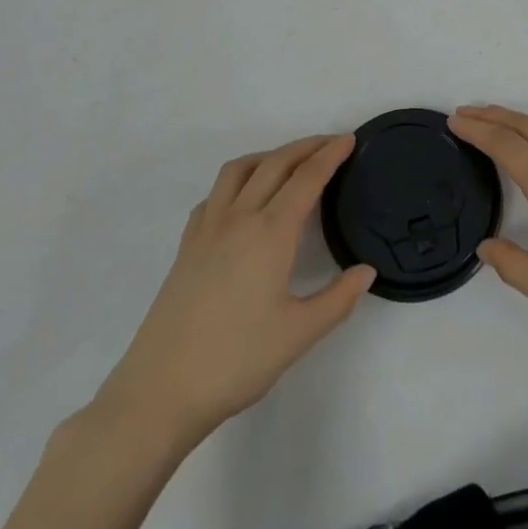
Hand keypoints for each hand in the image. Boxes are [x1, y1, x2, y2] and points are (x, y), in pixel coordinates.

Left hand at [88, 135, 375, 447]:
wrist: (160, 390)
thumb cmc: (236, 360)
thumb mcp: (299, 335)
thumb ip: (338, 299)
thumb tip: (366, 270)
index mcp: (270, 232)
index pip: (307, 178)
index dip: (330, 155)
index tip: (349, 139)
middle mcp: (239, 217)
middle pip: (275, 163)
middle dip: (306, 146)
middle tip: (331, 143)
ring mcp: (207, 228)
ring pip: (239, 169)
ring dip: (269, 155)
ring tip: (289, 163)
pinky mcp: (187, 245)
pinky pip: (215, 194)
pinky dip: (237, 181)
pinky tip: (243, 201)